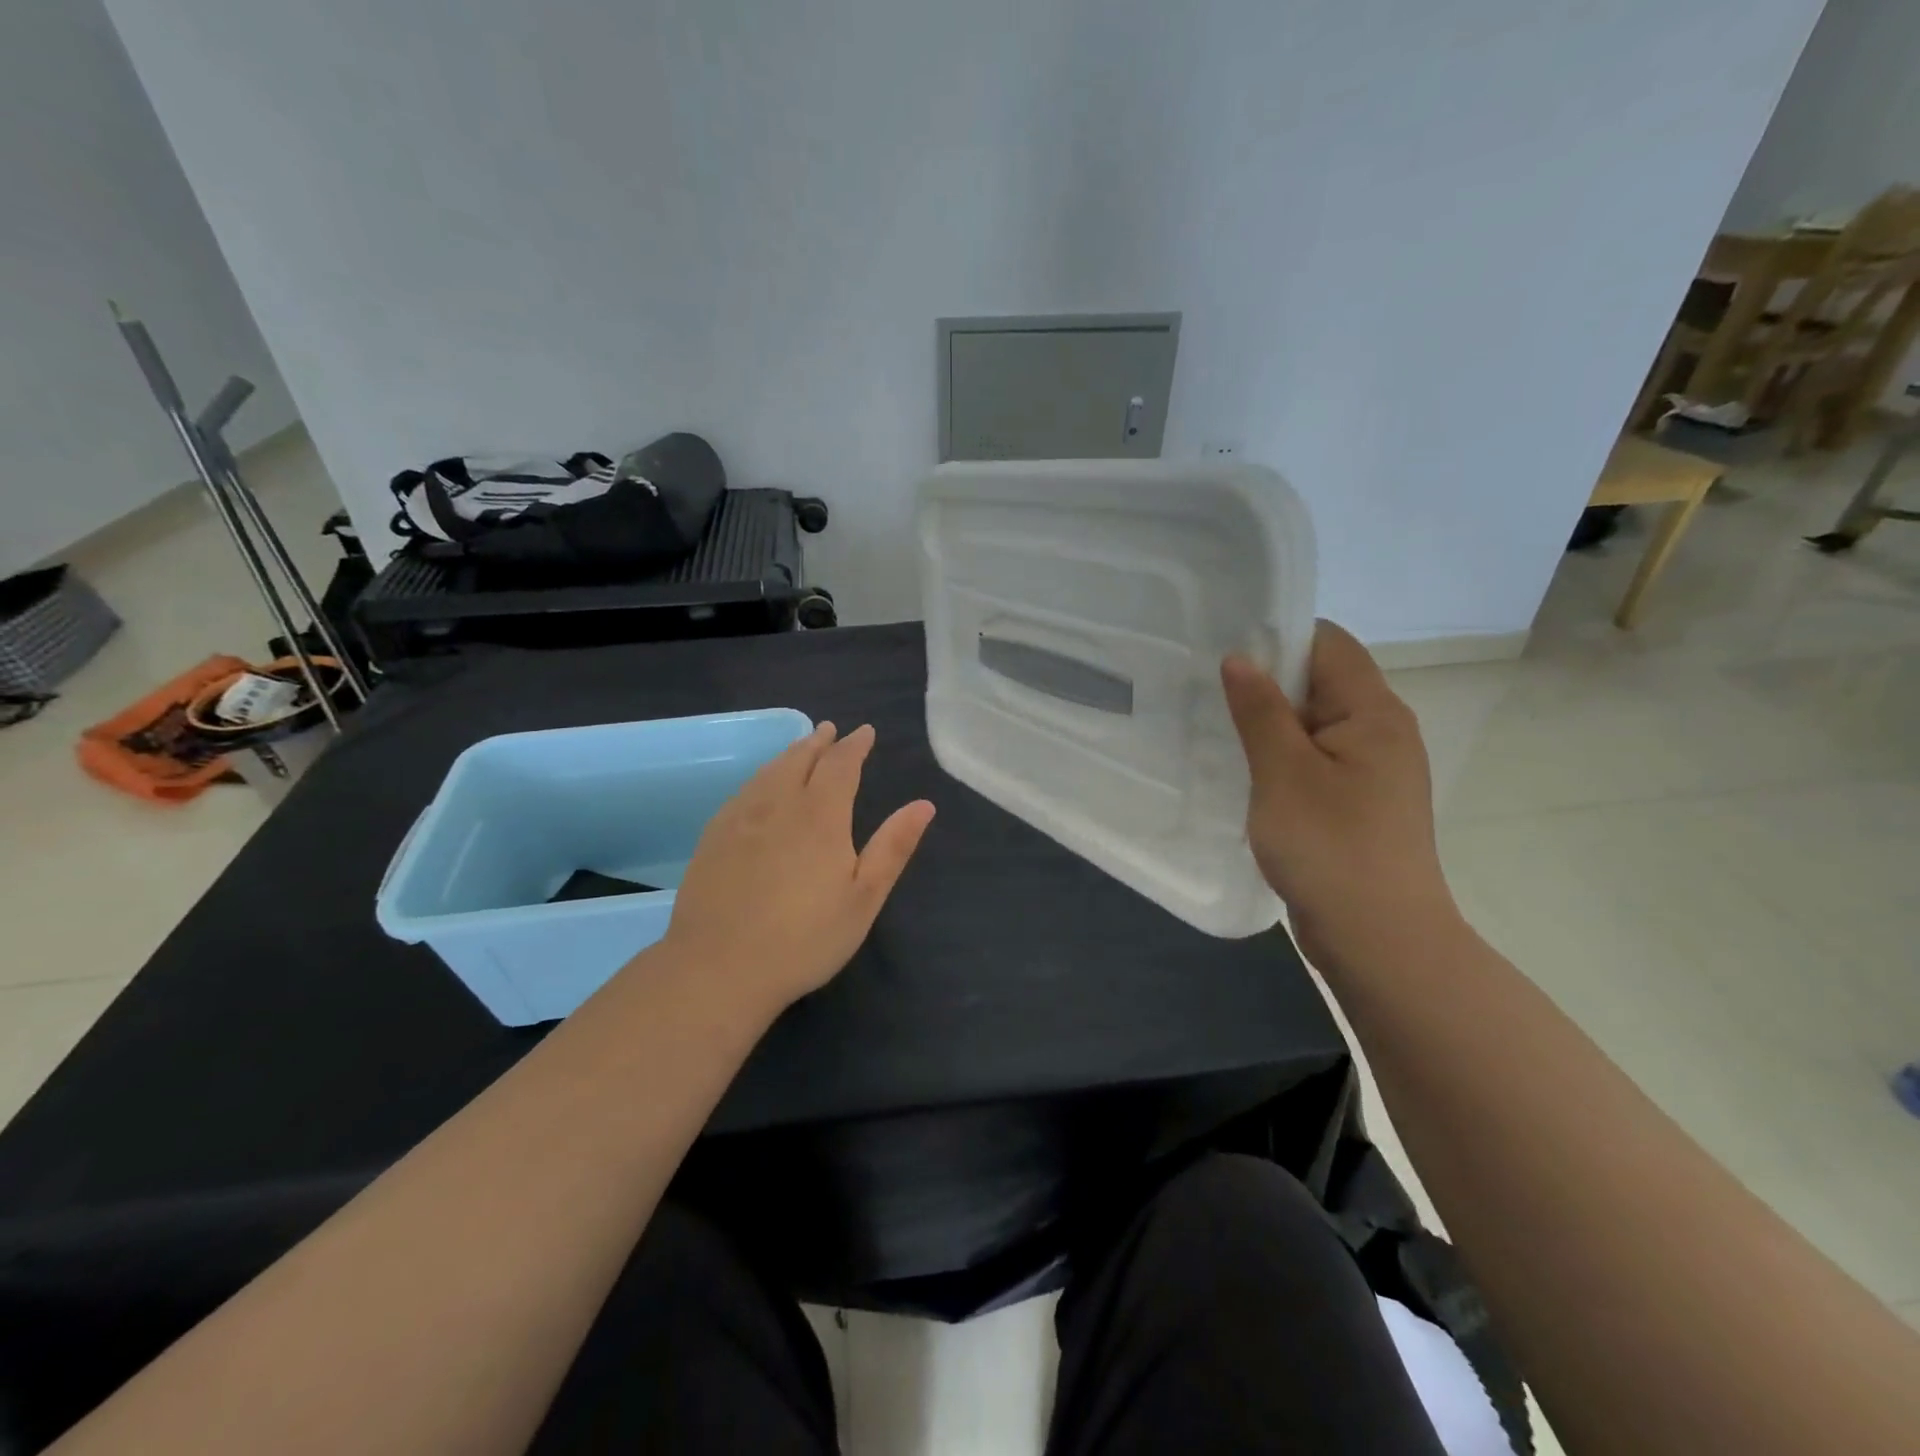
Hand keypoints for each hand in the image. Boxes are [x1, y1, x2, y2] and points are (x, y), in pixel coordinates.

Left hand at [662, 722, 934, 1012]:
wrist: (719, 967)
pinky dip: (762, 775)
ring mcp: (741, 818)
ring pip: (769, 771)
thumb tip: (924, 804)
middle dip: (819, 742)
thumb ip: (893, 846)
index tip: (865, 732)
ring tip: (801, 747)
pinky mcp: (714, 836)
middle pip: (801, 759)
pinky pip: (744, 790)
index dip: (855, 745)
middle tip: (830, 730)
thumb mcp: (864, 897)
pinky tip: (761, 786)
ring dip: (790, 754)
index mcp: (821, 815)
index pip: (841, 764)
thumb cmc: (805, 938)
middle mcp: (779, 804)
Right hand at [1221, 622, 1457, 968]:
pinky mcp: (1357, 803)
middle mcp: (1381, 732)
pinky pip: (1315, 761)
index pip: (1329, 644)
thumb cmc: (1331, 847)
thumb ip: (1260, 711)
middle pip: (1322, 682)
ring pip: (1315, 725)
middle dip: (1267, 682)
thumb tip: (1240, 658)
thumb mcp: (1283, 773)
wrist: (1380, 940)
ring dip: (1270, 724)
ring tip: (1217, 727)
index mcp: (1374, 712)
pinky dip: (1281, 758)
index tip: (1224, 649)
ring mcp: (1372, 771)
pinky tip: (1245, 771)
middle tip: (1207, 689)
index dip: (1279, 637)